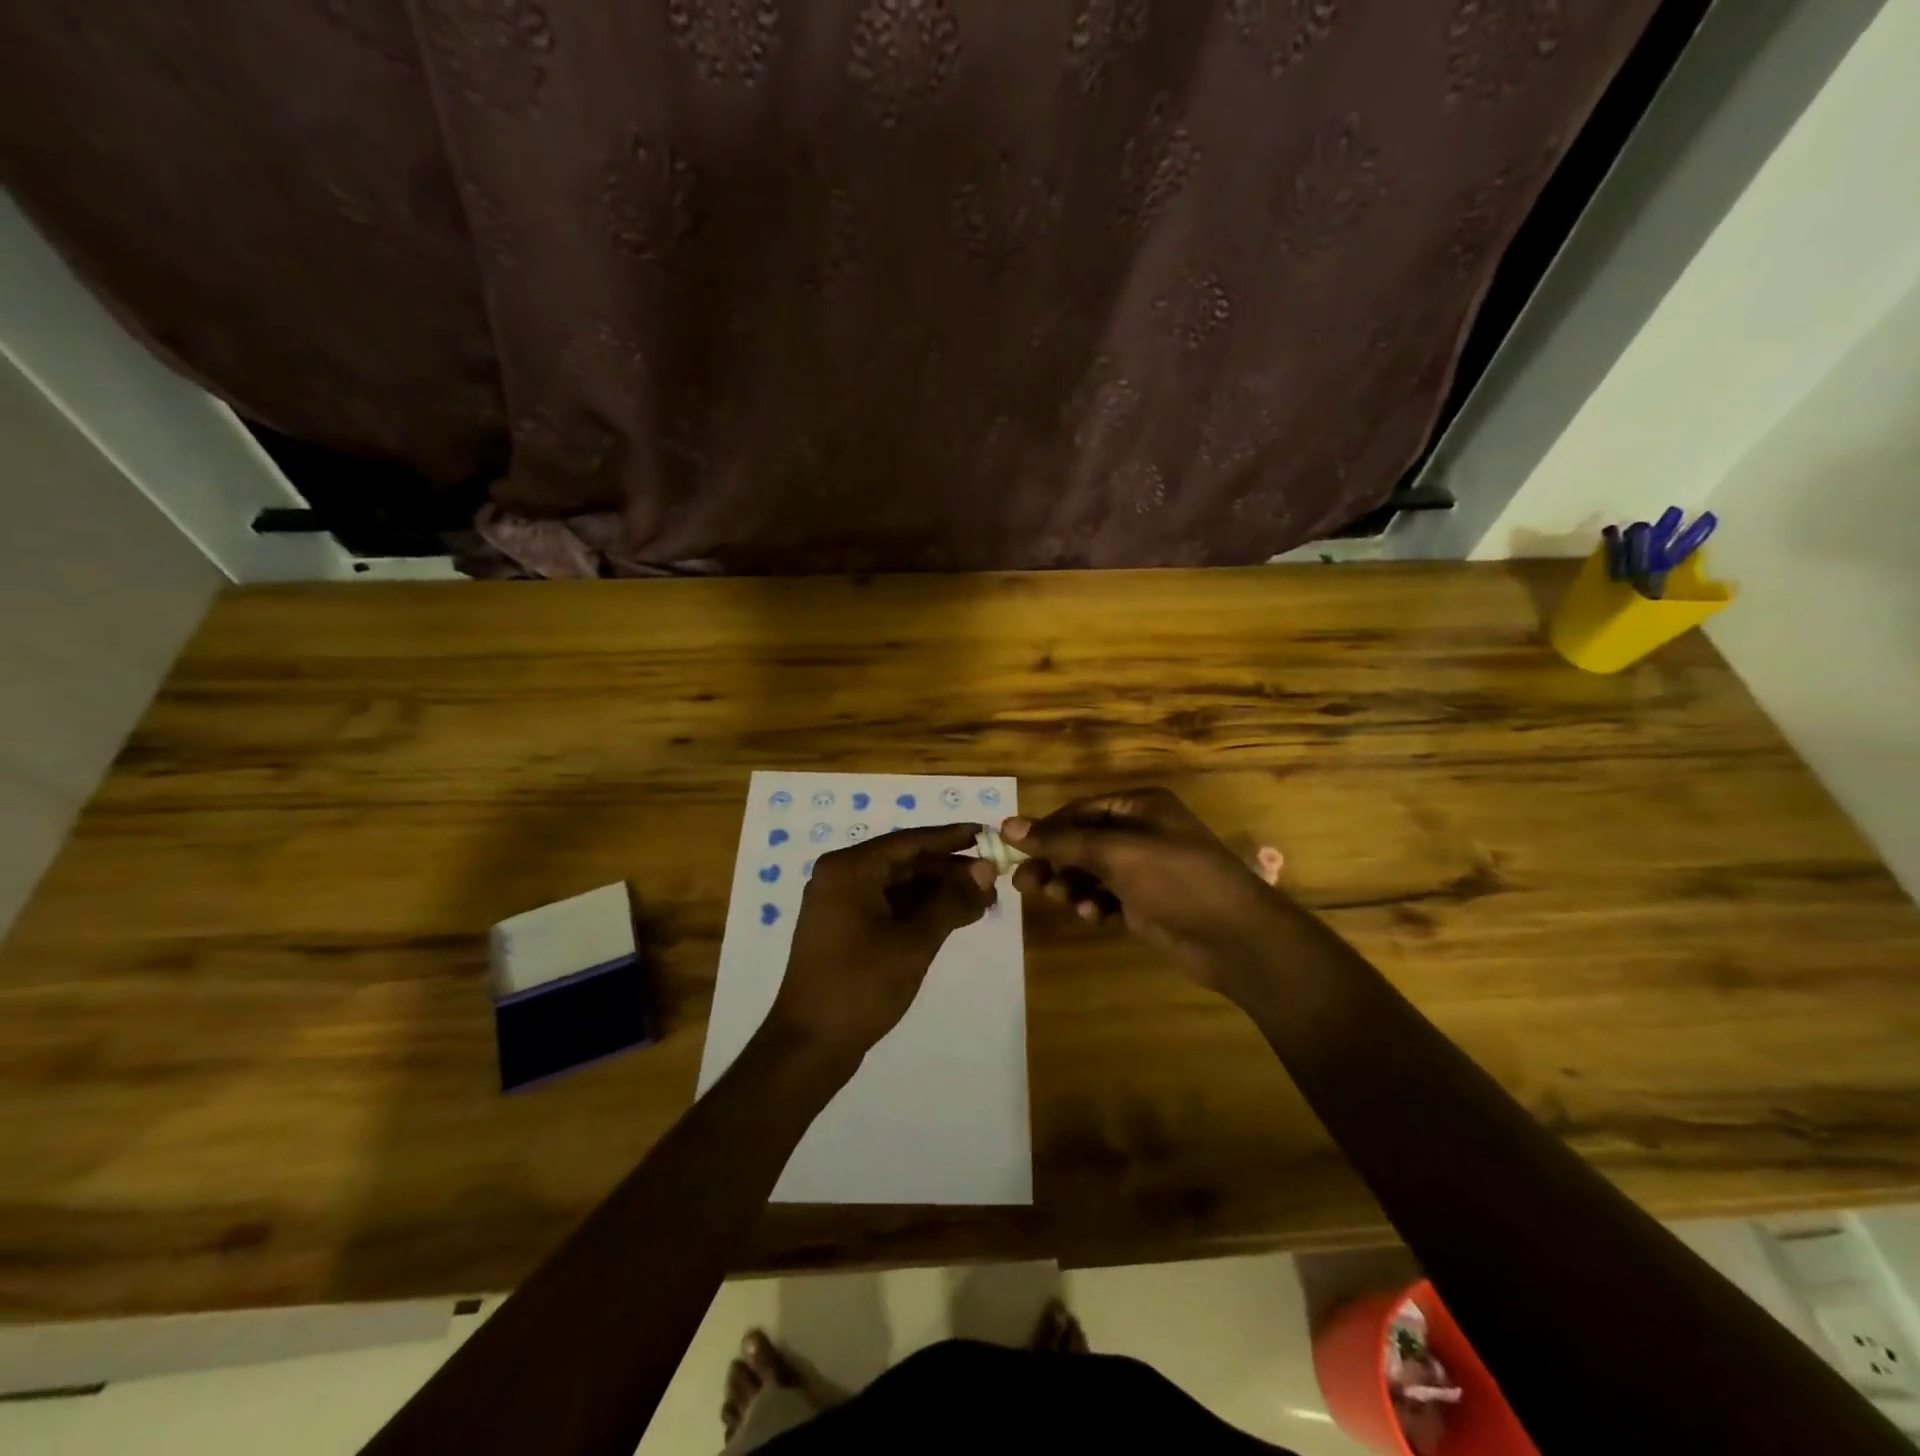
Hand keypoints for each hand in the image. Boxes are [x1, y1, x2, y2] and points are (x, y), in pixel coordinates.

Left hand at [764, 824, 996, 1066]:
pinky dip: (921, 911)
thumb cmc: (861, 985)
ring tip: (983, 901)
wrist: (809, 1045)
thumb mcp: (914, 941)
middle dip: (949, 871)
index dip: (951, 838)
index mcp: (850, 869)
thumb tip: (986, 868)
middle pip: (905, 862)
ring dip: (939, 893)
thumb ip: (951, 900)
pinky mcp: (845, 929)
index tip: (988, 835)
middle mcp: (841, 877)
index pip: (910, 841)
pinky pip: (889, 906)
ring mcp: (841, 904)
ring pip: (899, 886)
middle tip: (993, 879)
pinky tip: (955, 918)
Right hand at [1006, 788, 1290, 996]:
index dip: (1045, 830)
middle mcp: (1140, 832)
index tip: (1013, 851)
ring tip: (1061, 901)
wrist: (1236, 939)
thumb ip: (1061, 841)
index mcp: (1139, 806)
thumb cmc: (1176, 879)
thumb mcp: (1116, 853)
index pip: (1079, 811)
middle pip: (1081, 842)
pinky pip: (1104, 898)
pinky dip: (1092, 904)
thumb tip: (1007, 826)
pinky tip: (1091, 916)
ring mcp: (1143, 869)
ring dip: (1071, 885)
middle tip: (1025, 885)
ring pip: (1090, 872)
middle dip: (1055, 862)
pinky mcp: (1145, 903)